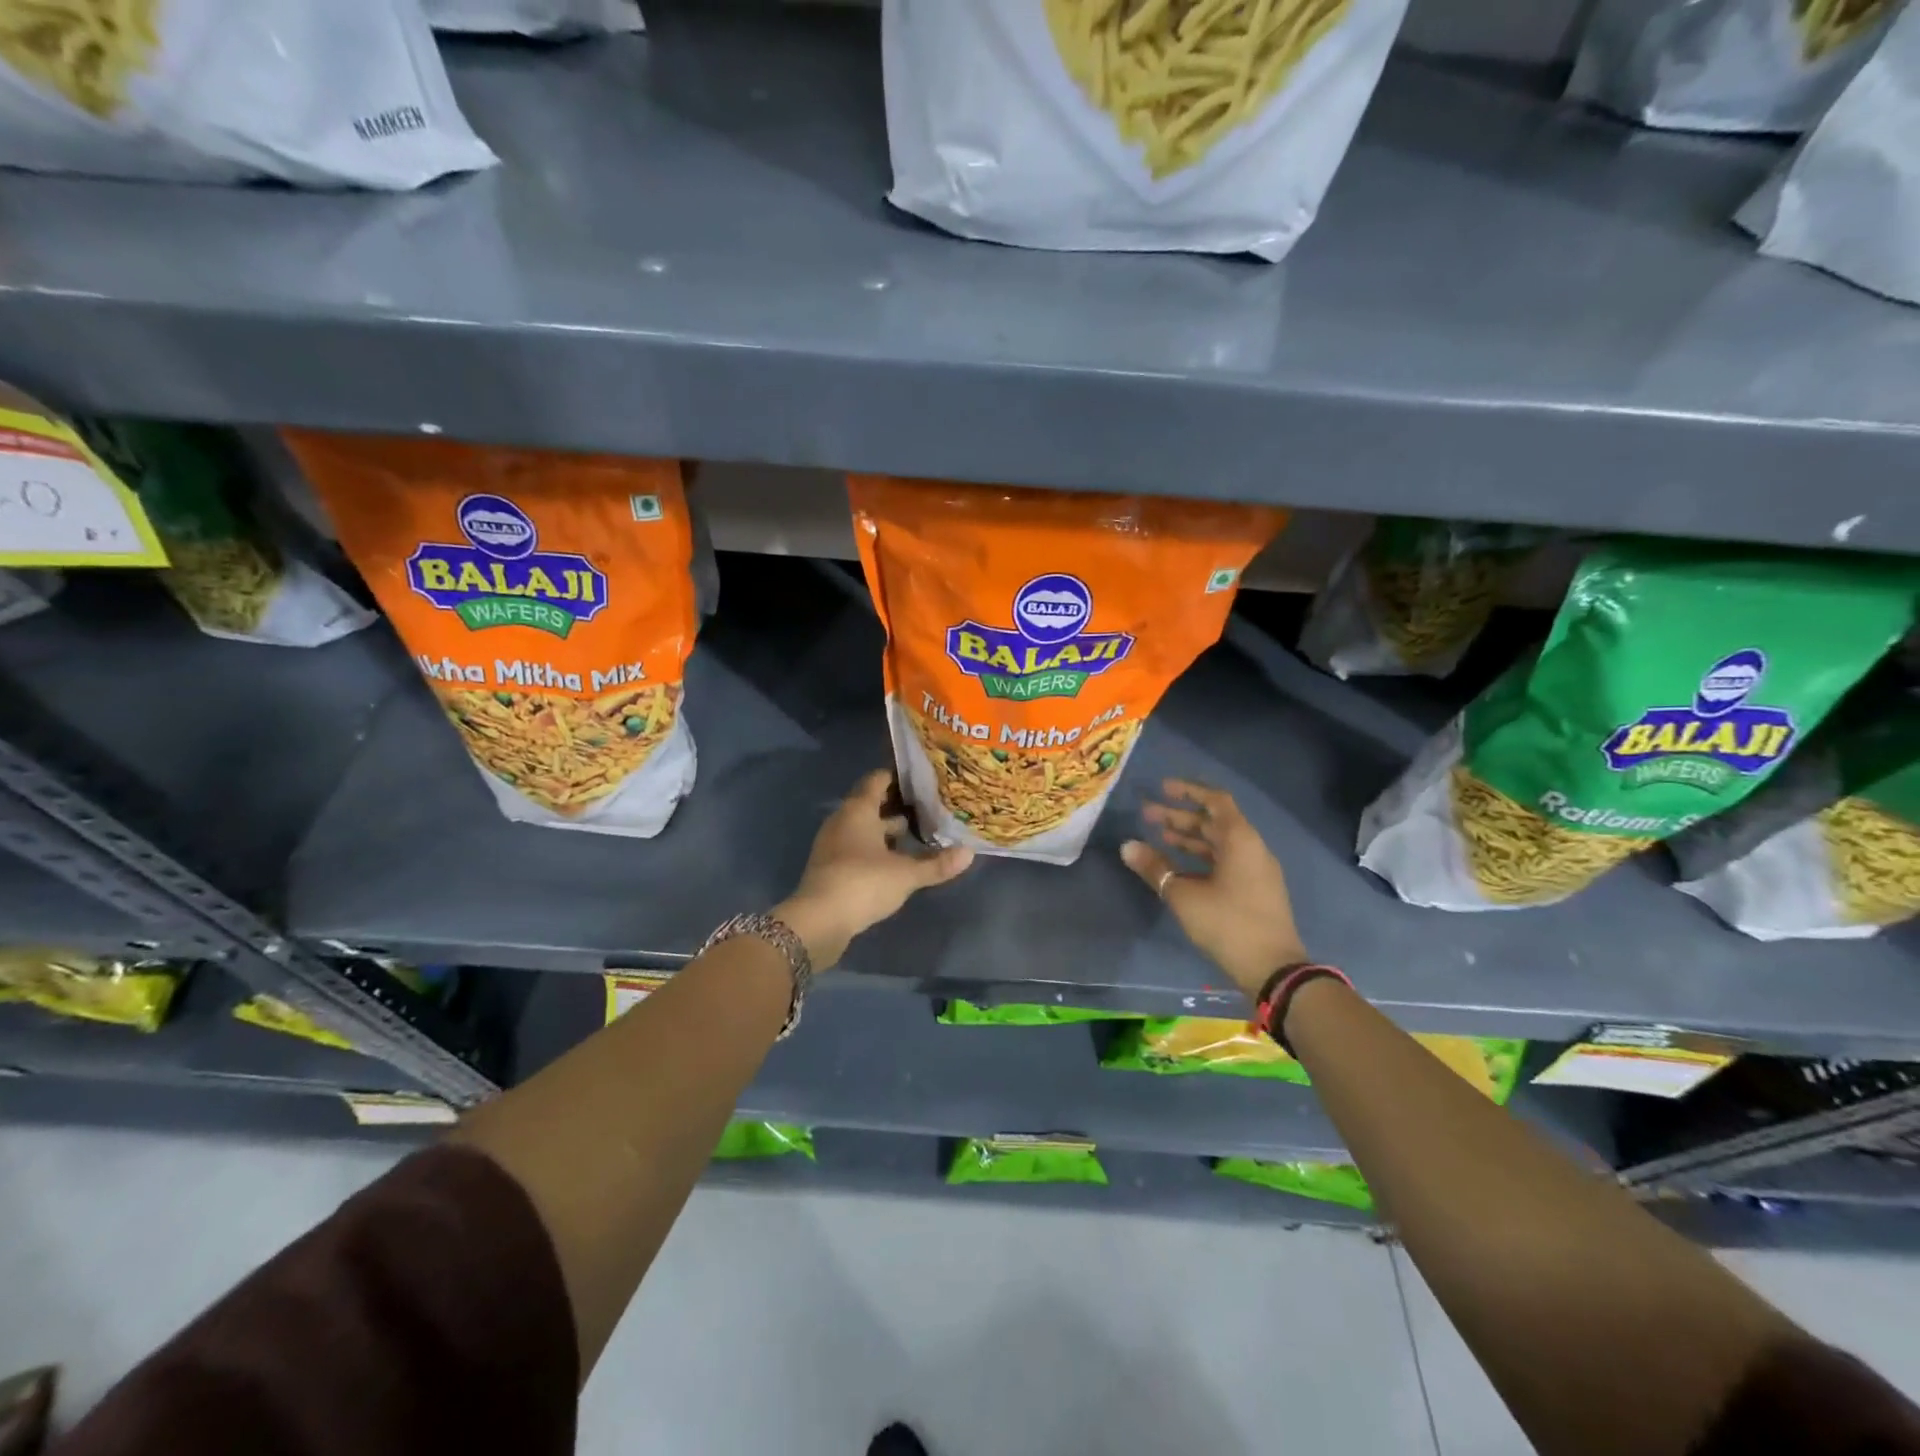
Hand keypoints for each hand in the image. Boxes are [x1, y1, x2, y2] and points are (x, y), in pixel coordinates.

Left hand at [775, 769, 973, 968]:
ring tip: (917, 836)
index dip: (898, 778)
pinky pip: (856, 849)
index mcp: (858, 811)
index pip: (877, 780)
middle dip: (897, 807)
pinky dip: (875, 850)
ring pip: (864, 829)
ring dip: (886, 832)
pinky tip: (896, 863)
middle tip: (928, 809)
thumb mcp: (906, 874)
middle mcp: (842, 821)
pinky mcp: (830, 868)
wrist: (818, 922)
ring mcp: (833, 845)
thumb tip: (969, 853)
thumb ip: (937, 864)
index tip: (922, 780)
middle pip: (871, 805)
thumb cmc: (863, 883)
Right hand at [1121, 779, 1306, 999]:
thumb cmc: (1227, 923)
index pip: (1216, 801)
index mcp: (1240, 840)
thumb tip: (1127, 846)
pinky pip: (1225, 861)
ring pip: (1219, 843)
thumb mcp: (1184, 895)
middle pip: (1215, 822)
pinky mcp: (1255, 890)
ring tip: (1159, 835)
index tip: (1162, 789)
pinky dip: (1201, 857)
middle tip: (1148, 814)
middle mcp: (1252, 848)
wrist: (1273, 969)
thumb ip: (1155, 868)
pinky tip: (1178, 866)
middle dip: (1180, 816)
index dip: (1188, 791)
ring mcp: (1256, 871)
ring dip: (1190, 837)